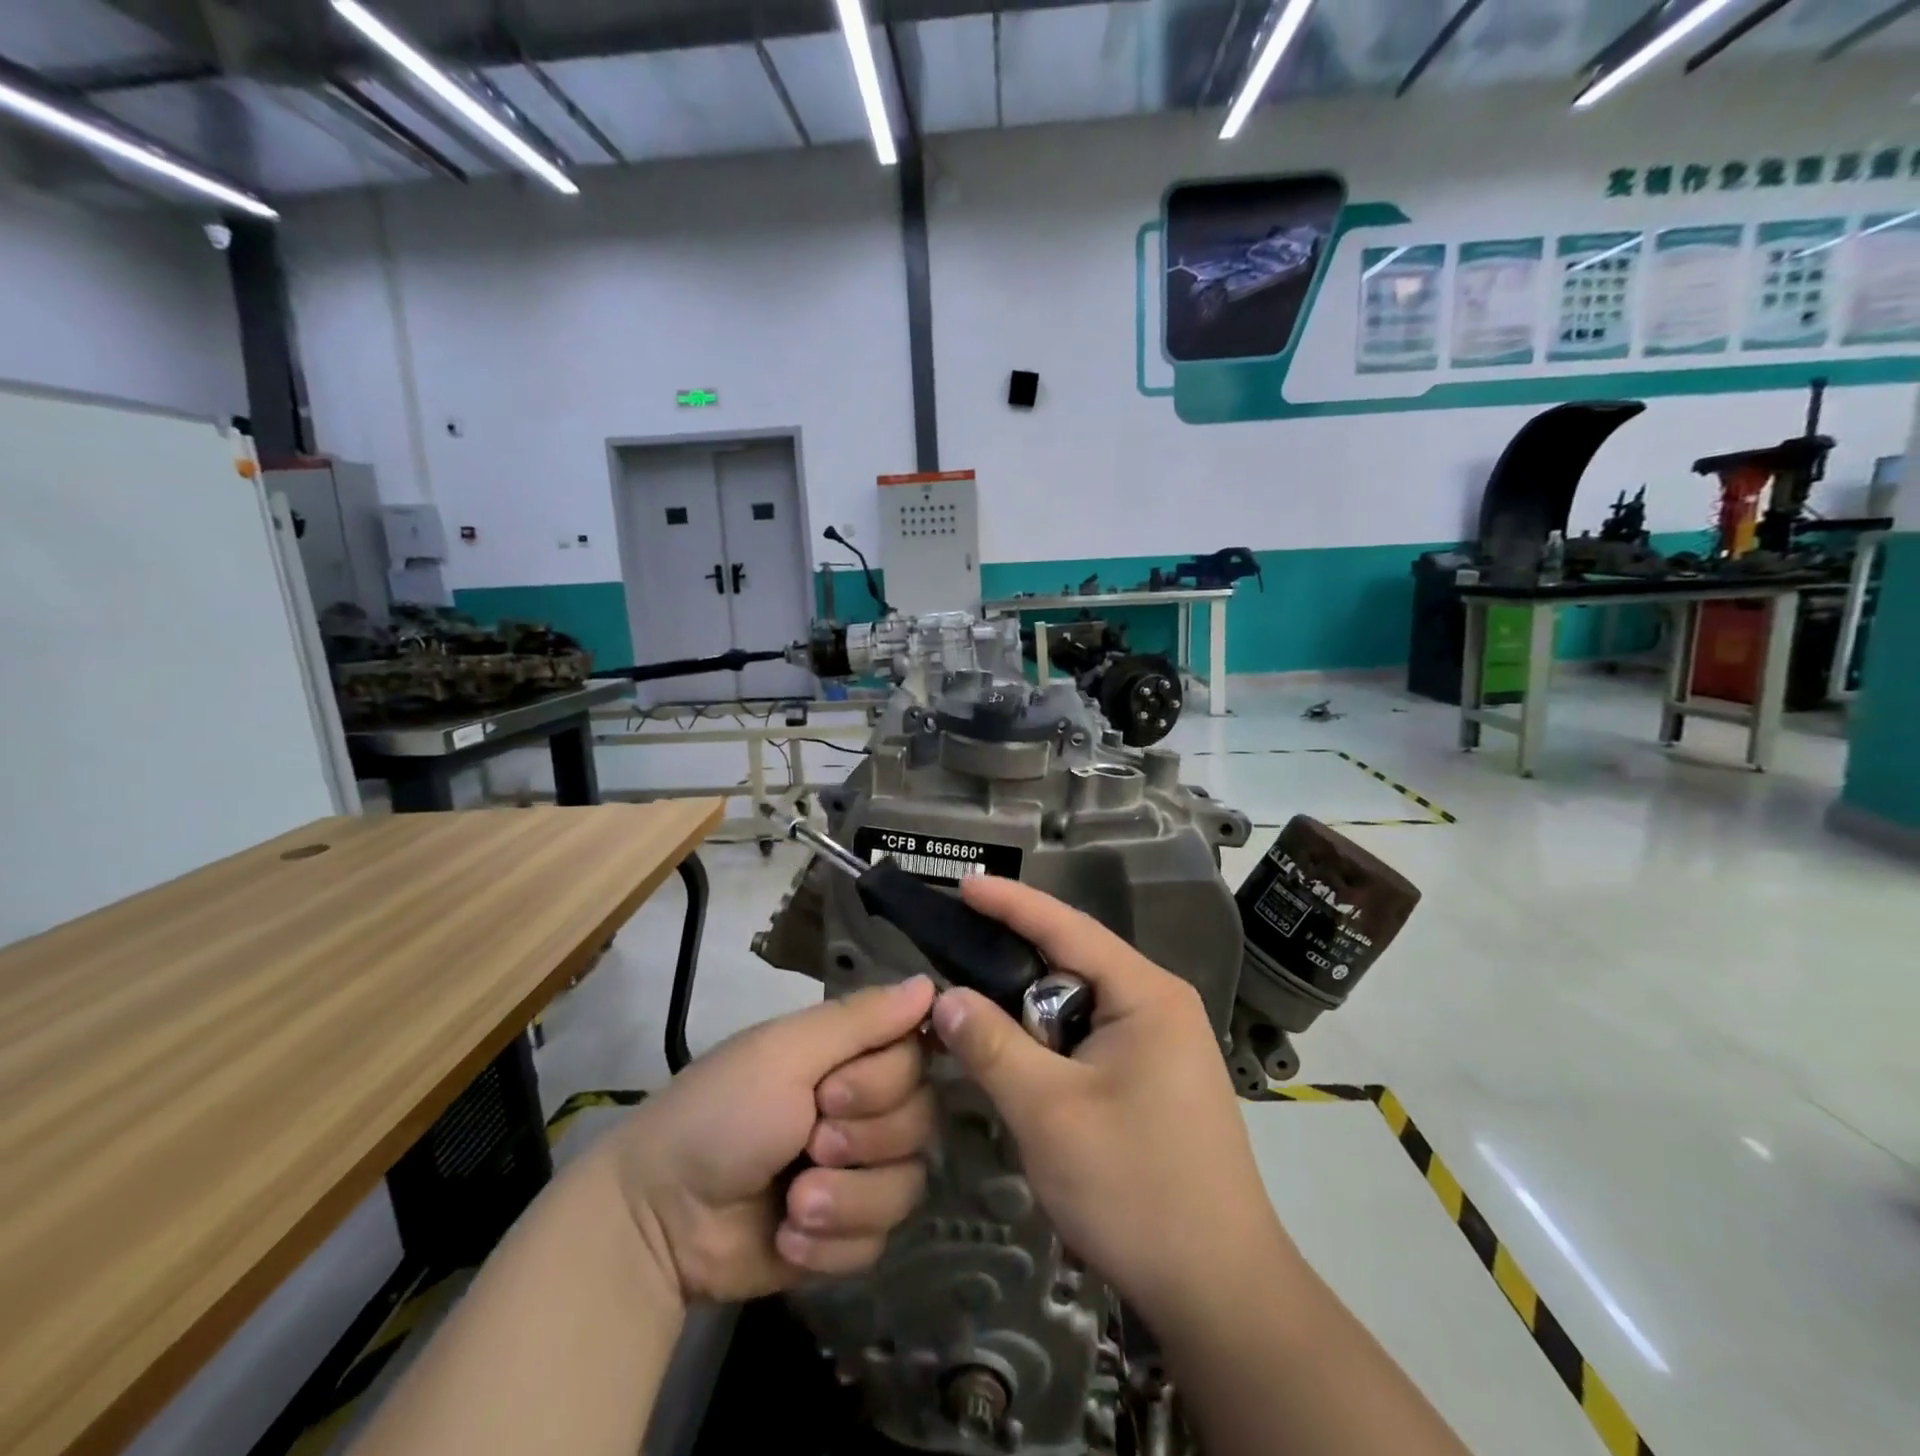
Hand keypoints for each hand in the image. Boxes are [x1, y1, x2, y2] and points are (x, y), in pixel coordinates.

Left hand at [597, 976, 936, 1304]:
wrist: (659, 1219)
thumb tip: (932, 983)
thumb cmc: (720, 1114)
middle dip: (861, 1141)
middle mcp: (865, 1107)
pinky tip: (787, 1236)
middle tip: (807, 1143)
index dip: (883, 1082)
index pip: (918, 1057)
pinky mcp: (848, 1234)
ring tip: (793, 1203)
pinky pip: (879, 1240)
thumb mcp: (785, 1053)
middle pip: (921, 1121)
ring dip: (846, 1199)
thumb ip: (861, 1019)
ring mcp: (859, 1173)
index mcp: (851, 1056)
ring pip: (907, 1185)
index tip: (829, 1092)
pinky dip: (830, 1243)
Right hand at [931, 879, 1287, 1325]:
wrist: (1220, 1292)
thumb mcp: (1049, 1112)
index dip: (1011, 903)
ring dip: (1028, 1016)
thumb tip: (945, 998)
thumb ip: (991, 1045)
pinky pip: (1088, 1040)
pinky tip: (1018, 1064)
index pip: (1068, 927)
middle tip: (954, 961)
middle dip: (1013, 966)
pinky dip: (1049, 1046)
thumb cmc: (1136, 1187)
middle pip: (1072, 966)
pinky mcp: (1153, 1079)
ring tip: (975, 1018)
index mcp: (1146, 993)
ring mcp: (1161, 1044)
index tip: (964, 884)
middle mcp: (1159, 1005)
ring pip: (1077, 1008)